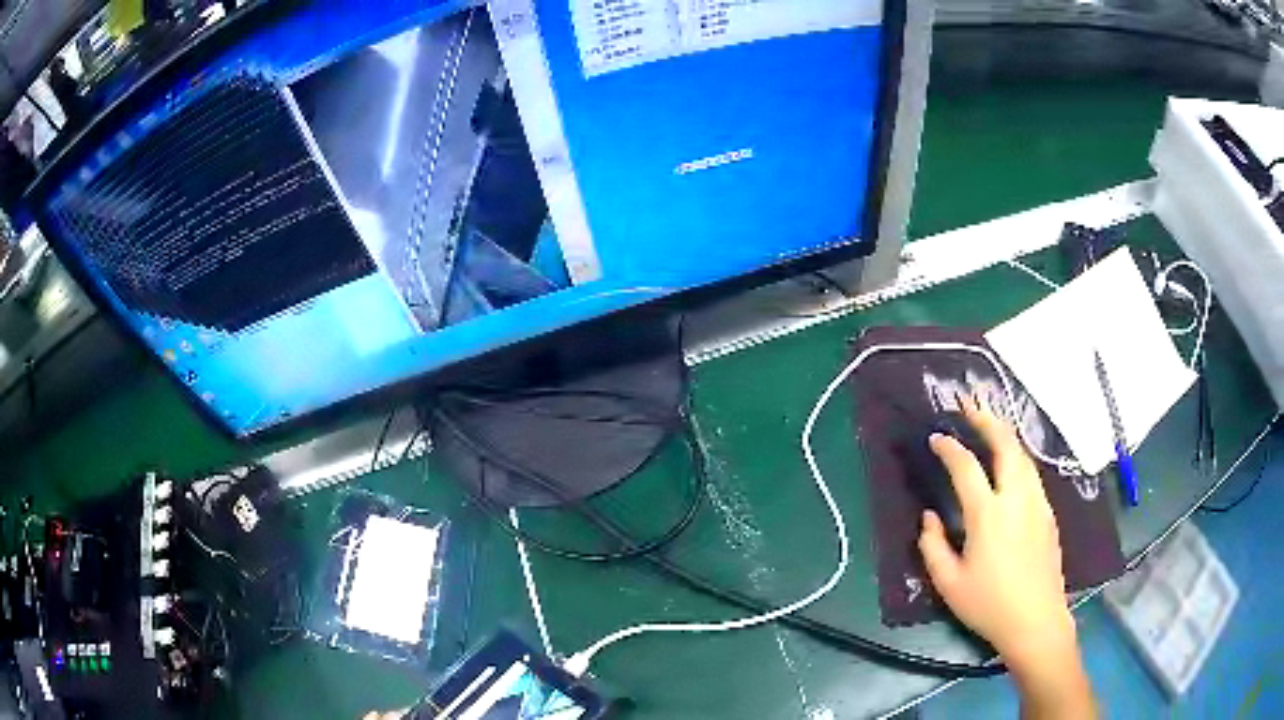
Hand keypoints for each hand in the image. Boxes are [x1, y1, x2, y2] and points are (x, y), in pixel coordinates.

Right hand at [916, 397, 1074, 666]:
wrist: (1035, 620)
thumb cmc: (988, 604)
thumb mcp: (948, 583)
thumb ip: (933, 546)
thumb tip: (929, 517)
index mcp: (988, 515)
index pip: (966, 467)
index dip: (949, 448)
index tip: (936, 439)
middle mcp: (1016, 499)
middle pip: (1006, 445)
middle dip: (988, 421)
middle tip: (971, 407)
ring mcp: (1037, 504)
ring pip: (1024, 457)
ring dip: (1006, 437)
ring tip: (991, 429)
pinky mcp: (1049, 515)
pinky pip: (1032, 475)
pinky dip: (1018, 460)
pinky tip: (1011, 469)